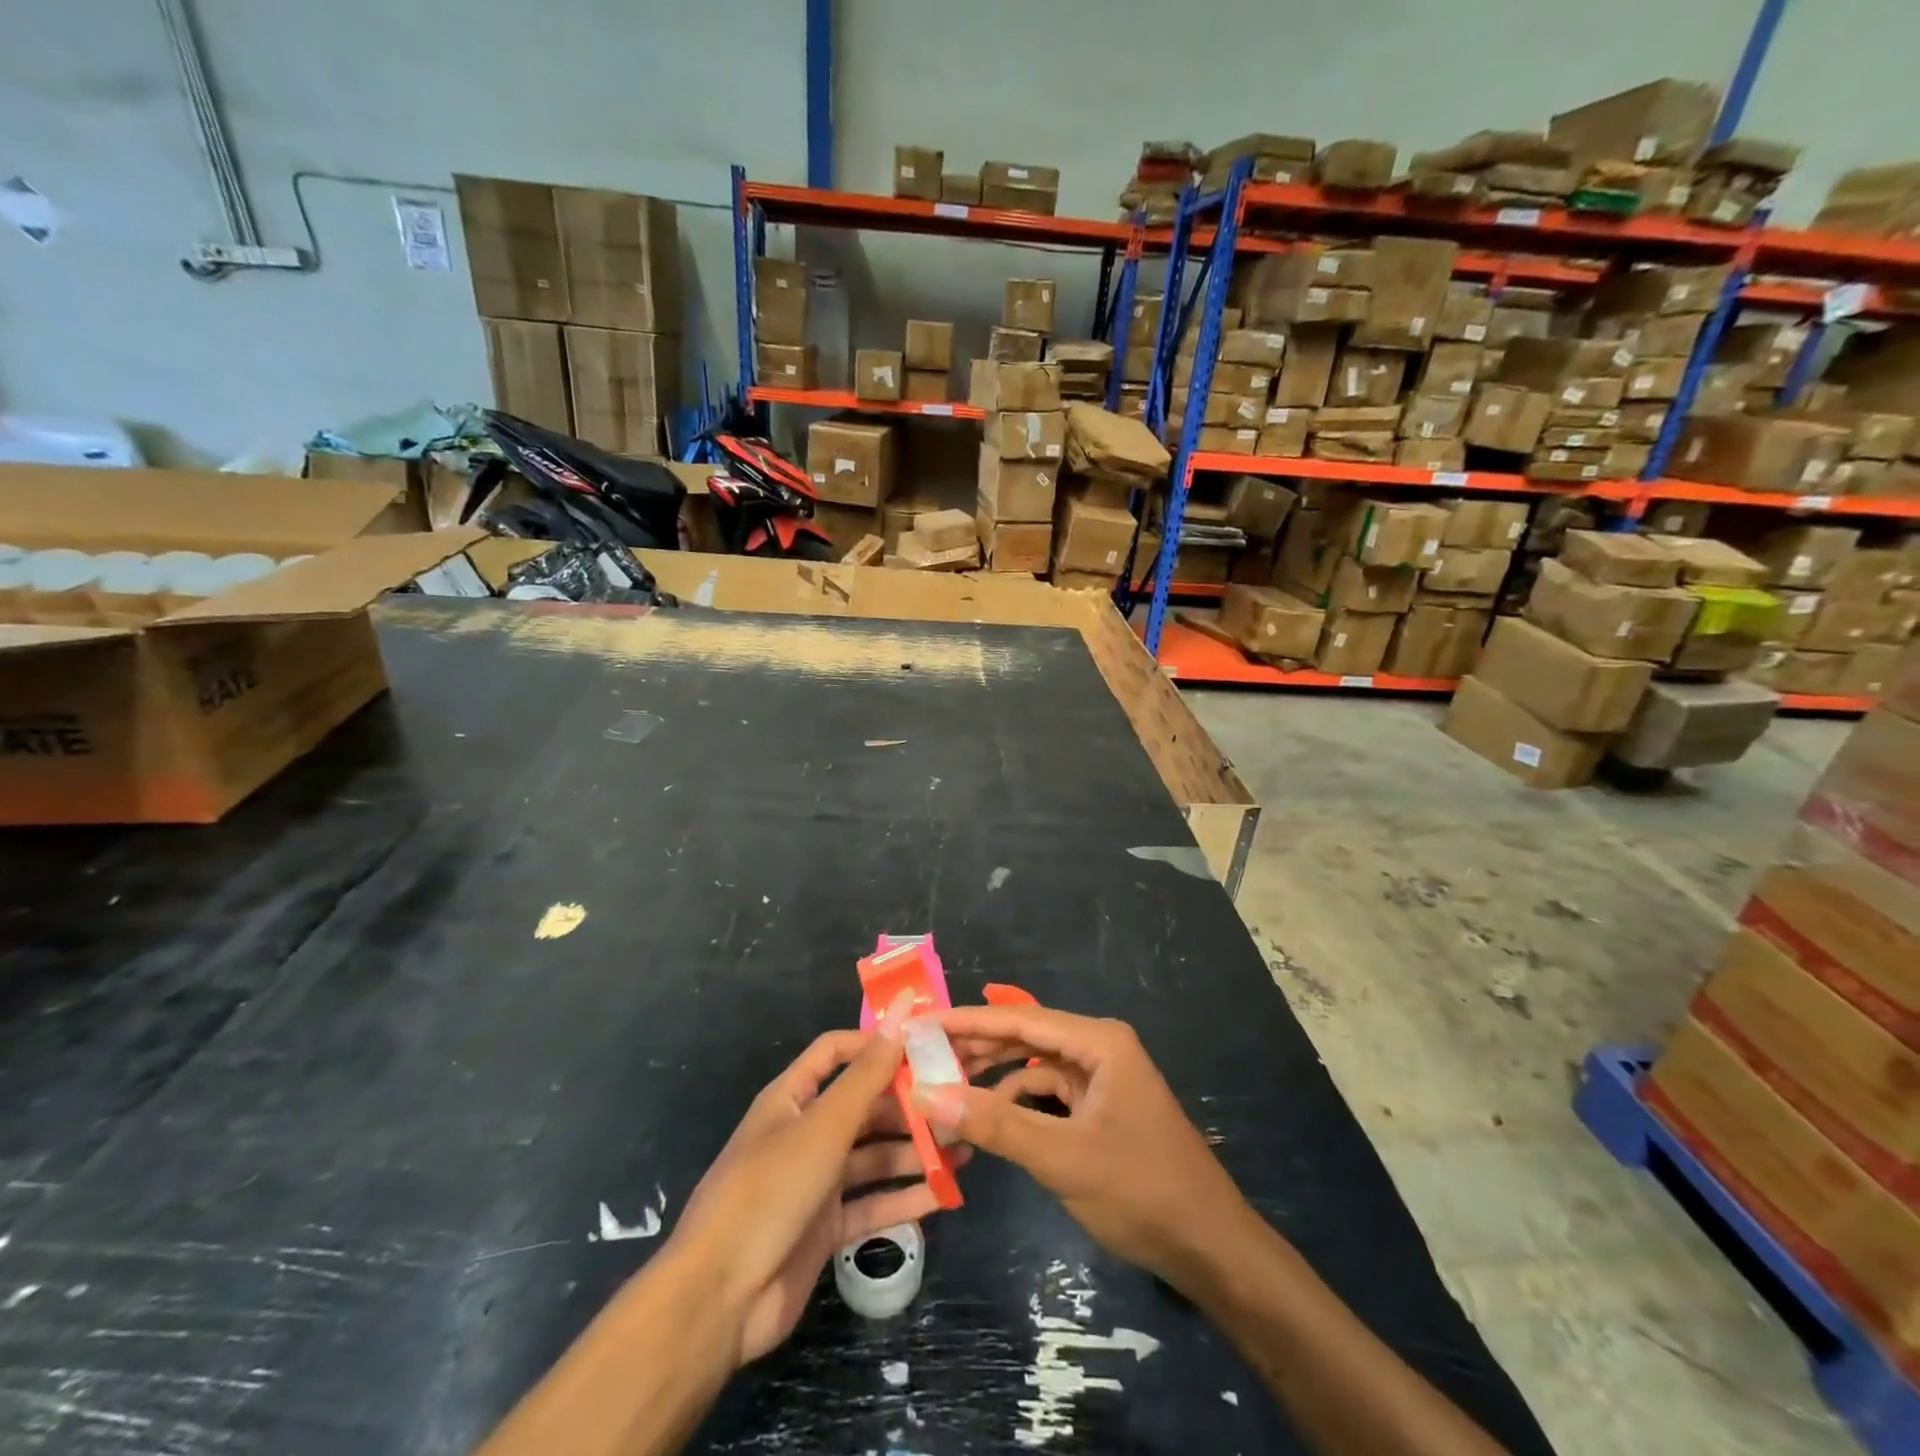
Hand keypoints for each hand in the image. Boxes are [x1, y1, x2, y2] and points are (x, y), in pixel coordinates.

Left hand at [667, 995, 967, 1364]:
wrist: (720, 1299)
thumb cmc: (770, 1191)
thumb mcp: (823, 1127)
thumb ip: (866, 1077)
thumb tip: (899, 1018)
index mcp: (791, 1099)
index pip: (835, 1052)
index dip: (875, 1044)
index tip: (923, 1043)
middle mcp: (805, 1134)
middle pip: (863, 1106)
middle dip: (907, 1103)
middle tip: (957, 1102)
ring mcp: (815, 1183)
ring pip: (873, 1156)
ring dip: (913, 1151)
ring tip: (963, 1148)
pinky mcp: (825, 1228)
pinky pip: (872, 1204)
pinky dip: (904, 1199)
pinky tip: (944, 1194)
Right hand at [920, 1005, 1250, 1293]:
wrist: (1210, 1248)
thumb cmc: (1140, 1191)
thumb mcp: (1061, 1158)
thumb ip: (994, 1124)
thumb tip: (927, 1095)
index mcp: (1099, 1042)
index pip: (1020, 1019)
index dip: (967, 1020)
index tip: (921, 1023)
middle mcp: (1100, 1047)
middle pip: (1026, 1036)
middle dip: (977, 1045)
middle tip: (923, 1054)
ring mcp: (1103, 1077)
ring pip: (1035, 1064)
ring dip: (994, 1074)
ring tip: (945, 1080)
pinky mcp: (1102, 1106)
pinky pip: (1050, 1092)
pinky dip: (1017, 1101)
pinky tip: (988, 1115)